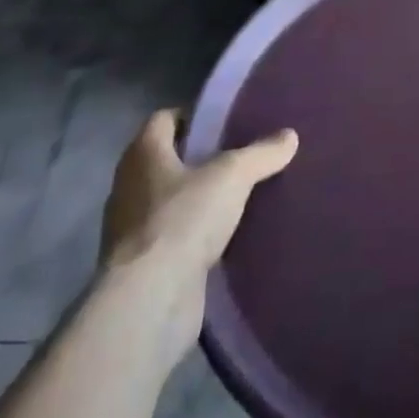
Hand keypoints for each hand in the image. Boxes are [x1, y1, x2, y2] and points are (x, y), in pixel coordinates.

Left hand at [99, 110, 297, 359]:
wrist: (150, 300)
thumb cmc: (184, 219)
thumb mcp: (234, 175)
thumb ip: (262, 153)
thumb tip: (289, 136)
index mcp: (143, 154)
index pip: (163, 119)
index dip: (193, 117)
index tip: (224, 122)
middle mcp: (129, 186)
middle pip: (166, 160)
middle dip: (198, 159)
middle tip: (238, 157)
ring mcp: (130, 229)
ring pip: (168, 201)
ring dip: (195, 199)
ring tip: (236, 197)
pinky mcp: (141, 266)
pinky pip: (171, 237)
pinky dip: (193, 235)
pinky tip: (224, 237)